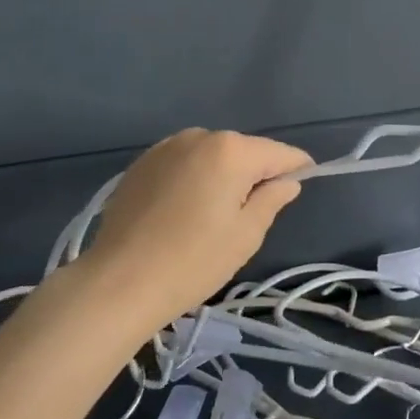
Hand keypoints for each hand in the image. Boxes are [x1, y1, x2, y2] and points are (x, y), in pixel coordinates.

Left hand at [84, 128, 311, 324]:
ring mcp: (166, 146)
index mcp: (231, 150)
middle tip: (250, 214)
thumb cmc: (193, 261)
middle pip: (243, 151)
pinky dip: (192, 178)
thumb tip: (286, 181)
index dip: (296, 168)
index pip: (279, 152)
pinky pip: (183, 163)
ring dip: (221, 175)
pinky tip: (182, 212)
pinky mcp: (141, 162)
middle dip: (254, 173)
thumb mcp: (245, 235)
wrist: (118, 282)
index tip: (301, 186)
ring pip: (211, 155)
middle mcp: (200, 136)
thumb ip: (272, 200)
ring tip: (212, 215)